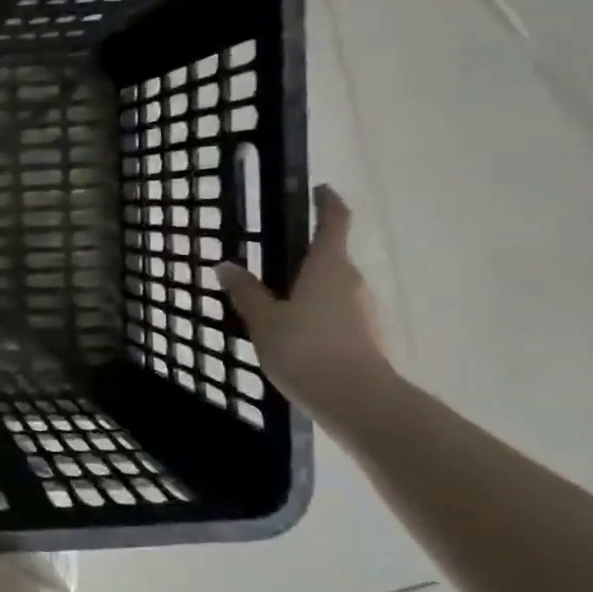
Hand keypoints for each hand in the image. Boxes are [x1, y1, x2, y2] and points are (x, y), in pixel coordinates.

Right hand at [218, 184, 393, 420]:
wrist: (357, 401)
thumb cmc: (306, 349)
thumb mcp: (264, 320)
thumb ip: (246, 291)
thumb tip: (226, 265)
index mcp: (328, 266)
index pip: (335, 220)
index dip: (327, 202)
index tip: (319, 190)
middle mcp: (352, 281)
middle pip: (332, 256)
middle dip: (305, 255)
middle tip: (271, 262)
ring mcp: (363, 310)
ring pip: (334, 287)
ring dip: (310, 288)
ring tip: (275, 304)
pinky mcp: (366, 336)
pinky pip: (337, 313)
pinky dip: (317, 314)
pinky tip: (293, 335)